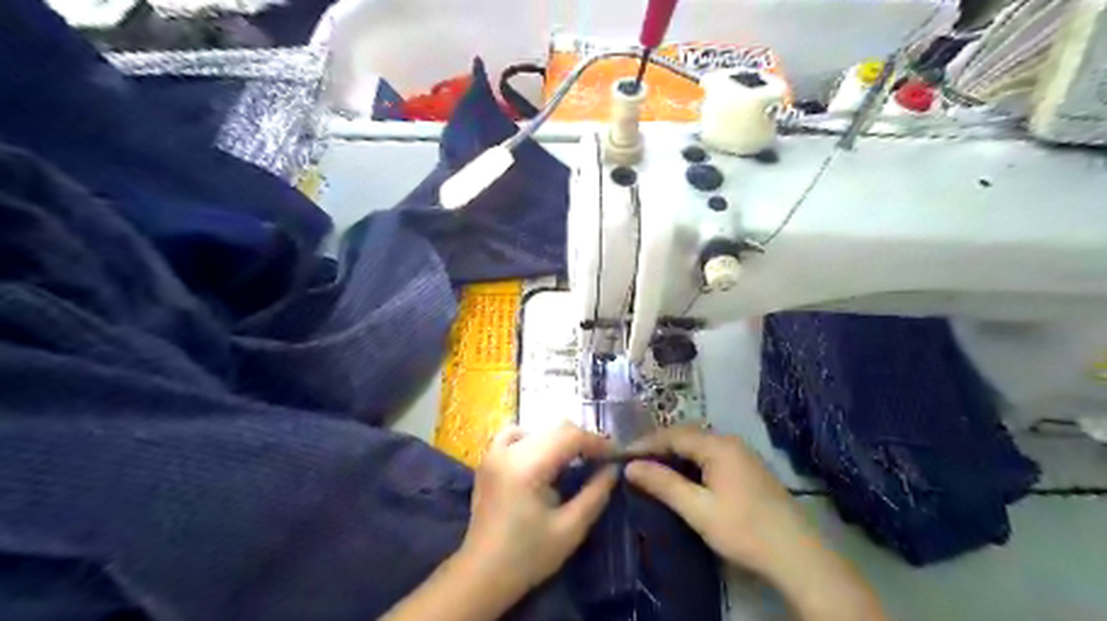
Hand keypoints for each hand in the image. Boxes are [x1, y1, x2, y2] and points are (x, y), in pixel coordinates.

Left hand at [456, 422, 619, 595]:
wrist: (481, 574)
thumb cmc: (528, 557)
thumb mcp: (570, 529)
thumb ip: (595, 494)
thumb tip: (613, 468)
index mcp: (527, 467)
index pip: (570, 437)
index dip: (597, 443)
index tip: (616, 455)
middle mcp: (509, 451)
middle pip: (556, 429)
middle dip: (583, 440)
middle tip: (602, 459)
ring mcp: (494, 452)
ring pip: (539, 429)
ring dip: (561, 439)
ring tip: (576, 459)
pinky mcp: (488, 459)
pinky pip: (515, 434)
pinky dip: (534, 439)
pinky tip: (542, 457)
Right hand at [621, 427, 888, 620]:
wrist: (797, 554)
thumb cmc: (743, 529)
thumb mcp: (698, 509)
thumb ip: (664, 484)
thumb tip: (630, 466)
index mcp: (717, 446)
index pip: (672, 435)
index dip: (645, 443)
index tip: (621, 456)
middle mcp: (729, 442)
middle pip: (686, 436)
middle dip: (658, 446)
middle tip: (634, 463)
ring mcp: (741, 454)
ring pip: (698, 445)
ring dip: (674, 454)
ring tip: (652, 469)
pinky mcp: (748, 468)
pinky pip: (710, 455)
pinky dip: (690, 461)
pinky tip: (682, 477)